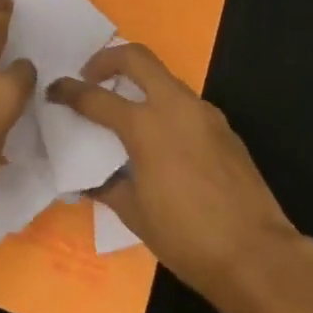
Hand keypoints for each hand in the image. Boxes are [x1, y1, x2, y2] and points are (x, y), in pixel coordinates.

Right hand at [47, 44, 303, 304]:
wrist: (257, 256)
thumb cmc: (187, 238)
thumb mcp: (135, 214)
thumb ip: (108, 186)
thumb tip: (90, 180)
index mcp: (145, 126)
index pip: (96, 97)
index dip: (69, 91)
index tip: (54, 90)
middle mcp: (174, 106)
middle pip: (136, 57)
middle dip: (107, 59)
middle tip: (91, 76)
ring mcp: (203, 113)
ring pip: (165, 77)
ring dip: (140, 81)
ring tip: (125, 107)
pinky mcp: (223, 128)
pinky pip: (186, 103)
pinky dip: (165, 106)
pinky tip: (161, 138)